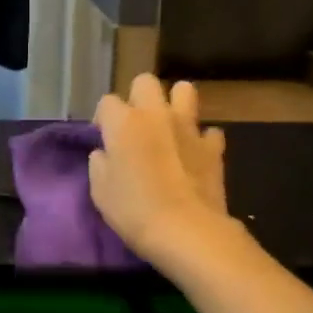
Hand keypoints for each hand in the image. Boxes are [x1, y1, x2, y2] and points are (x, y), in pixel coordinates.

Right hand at [89, 75, 229, 262]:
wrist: (186, 231)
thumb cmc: (134, 211)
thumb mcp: (99, 190)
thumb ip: (100, 163)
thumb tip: (106, 153)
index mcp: (124, 122)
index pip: (107, 102)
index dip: (103, 118)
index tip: (104, 139)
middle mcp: (156, 114)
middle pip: (145, 82)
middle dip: (138, 97)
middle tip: (136, 124)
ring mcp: (189, 127)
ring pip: (185, 90)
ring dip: (175, 103)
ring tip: (169, 126)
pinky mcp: (213, 147)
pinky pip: (209, 131)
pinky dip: (201, 140)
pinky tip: (195, 155)